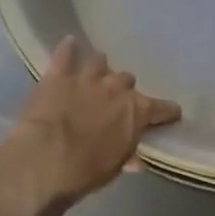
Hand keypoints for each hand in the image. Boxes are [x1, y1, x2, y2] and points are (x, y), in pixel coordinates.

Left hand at [5, 38, 180, 203]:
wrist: (44, 160)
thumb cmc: (85, 171)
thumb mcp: (113, 168)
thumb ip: (126, 155)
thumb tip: (136, 159)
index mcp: (137, 112)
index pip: (164, 108)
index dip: (167, 112)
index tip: (170, 115)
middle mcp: (117, 88)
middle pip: (128, 80)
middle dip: (123, 90)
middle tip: (115, 102)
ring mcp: (88, 77)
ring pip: (100, 62)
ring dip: (99, 69)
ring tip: (94, 75)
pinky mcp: (59, 75)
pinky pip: (66, 54)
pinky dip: (69, 49)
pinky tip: (70, 44)